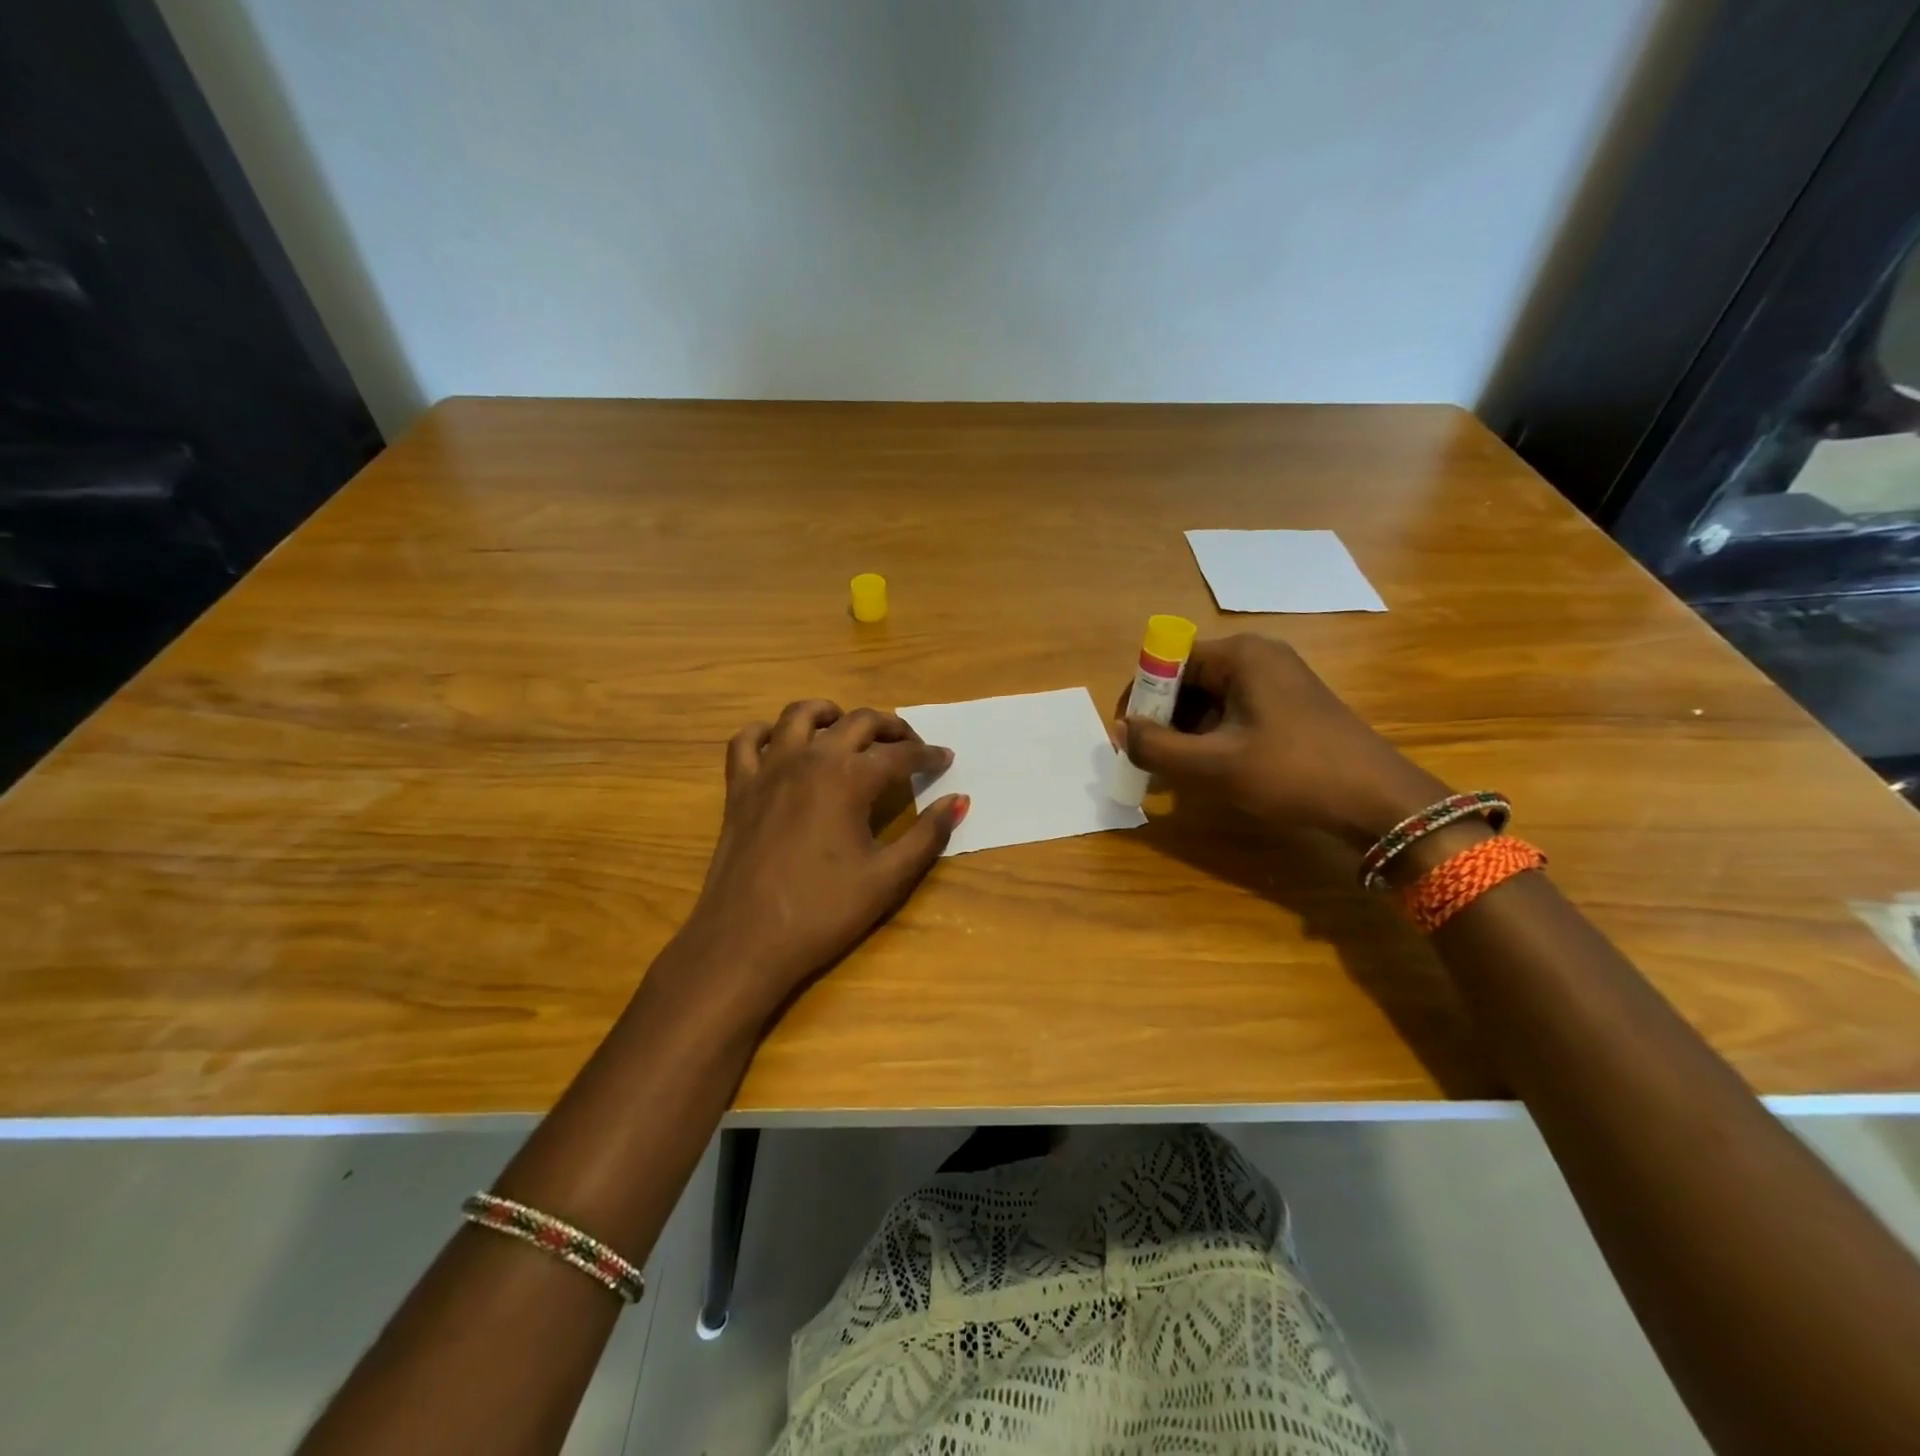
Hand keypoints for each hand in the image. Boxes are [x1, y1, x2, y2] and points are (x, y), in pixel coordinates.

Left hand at [668, 700, 967, 1022]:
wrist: (745, 941)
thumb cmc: (822, 911)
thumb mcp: (887, 878)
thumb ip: (927, 835)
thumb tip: (959, 801)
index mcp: (849, 778)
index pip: (900, 755)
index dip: (928, 756)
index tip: (946, 759)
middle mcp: (810, 759)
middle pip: (857, 722)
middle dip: (890, 728)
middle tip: (910, 744)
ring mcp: (769, 769)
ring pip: (800, 715)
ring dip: (831, 714)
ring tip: (847, 728)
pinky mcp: (739, 788)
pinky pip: (747, 741)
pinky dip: (767, 732)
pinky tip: (782, 743)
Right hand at [1116, 634, 1449, 848]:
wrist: (1378, 802)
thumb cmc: (1292, 773)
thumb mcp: (1214, 765)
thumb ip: (1157, 748)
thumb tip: (1121, 731)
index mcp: (1240, 655)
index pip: (1168, 660)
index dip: (1141, 695)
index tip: (1129, 735)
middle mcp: (1258, 656)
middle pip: (1188, 678)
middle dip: (1162, 717)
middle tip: (1149, 758)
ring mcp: (1277, 679)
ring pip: (1209, 698)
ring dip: (1185, 731)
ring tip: (1176, 770)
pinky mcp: (1289, 705)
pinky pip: (1233, 711)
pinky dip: (1212, 736)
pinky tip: (1210, 768)